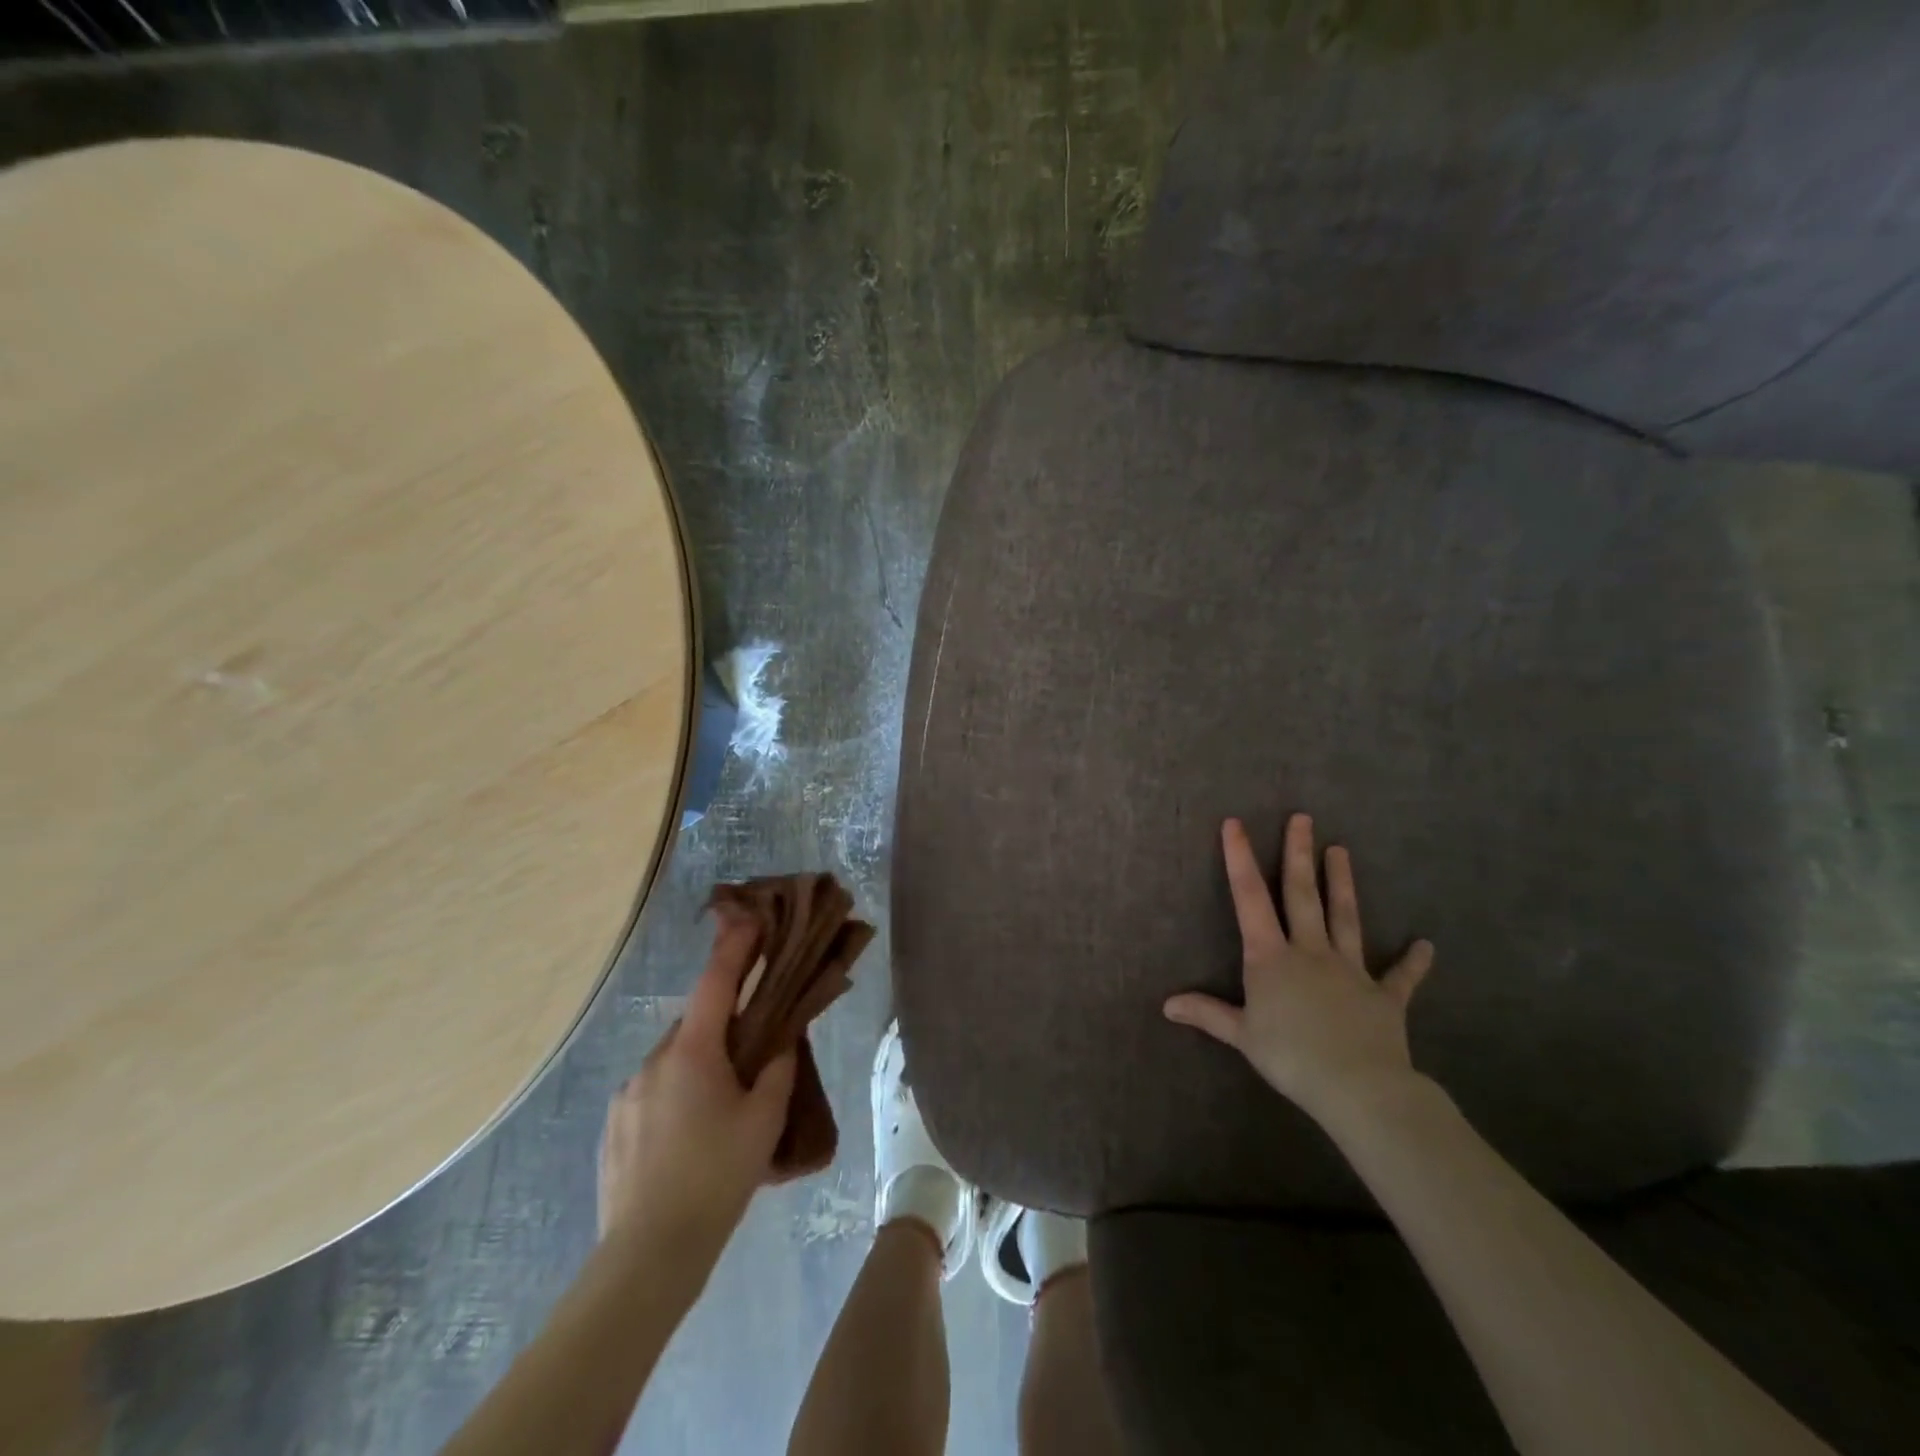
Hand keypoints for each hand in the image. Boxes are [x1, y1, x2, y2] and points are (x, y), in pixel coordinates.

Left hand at [598, 915, 797, 1248]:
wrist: (648, 1255)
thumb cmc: (717, 1177)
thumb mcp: (764, 1120)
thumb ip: (777, 1069)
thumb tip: (779, 1041)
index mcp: (691, 1052)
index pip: (715, 983)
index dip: (734, 947)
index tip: (748, 919)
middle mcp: (652, 1062)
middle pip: (694, 1026)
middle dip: (721, 1030)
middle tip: (749, 1061)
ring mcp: (626, 1095)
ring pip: (672, 1063)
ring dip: (697, 1069)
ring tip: (718, 1116)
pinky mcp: (612, 1128)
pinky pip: (651, 1094)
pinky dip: (673, 1099)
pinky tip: (687, 1142)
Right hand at [1164, 815, 1433, 1125]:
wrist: (1358, 1086)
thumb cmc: (1290, 1056)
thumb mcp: (1241, 1035)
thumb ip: (1207, 1014)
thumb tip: (1167, 1005)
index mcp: (1271, 956)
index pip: (1250, 898)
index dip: (1239, 859)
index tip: (1235, 823)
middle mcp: (1310, 951)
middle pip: (1303, 894)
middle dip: (1299, 854)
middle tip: (1303, 818)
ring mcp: (1350, 970)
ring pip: (1345, 917)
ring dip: (1343, 883)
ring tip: (1341, 850)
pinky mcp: (1384, 996)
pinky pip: (1400, 977)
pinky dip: (1413, 962)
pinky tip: (1426, 946)